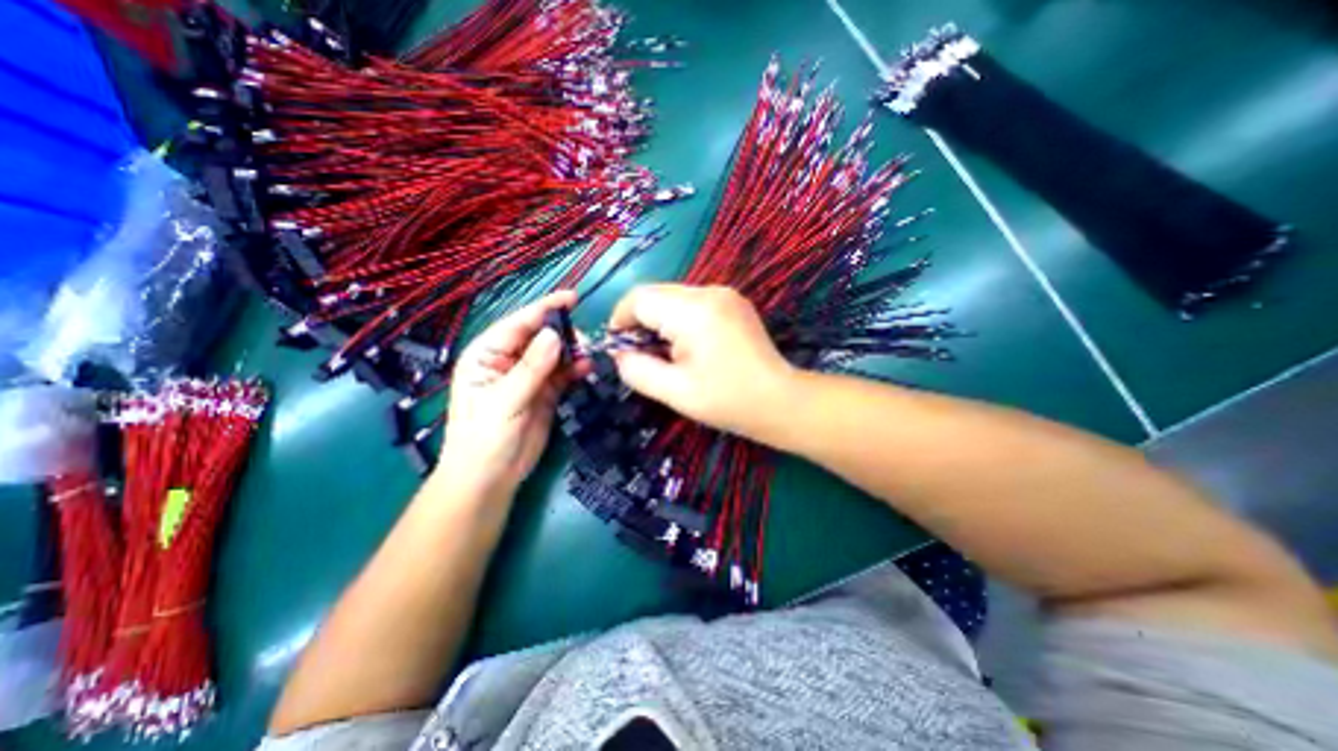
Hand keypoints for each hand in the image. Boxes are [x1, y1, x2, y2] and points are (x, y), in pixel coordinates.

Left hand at [437, 289, 584, 501]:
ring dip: (572, 351)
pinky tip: (587, 368)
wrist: (491, 478)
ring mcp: (529, 376)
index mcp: (487, 354)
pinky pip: (563, 373)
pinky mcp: (546, 392)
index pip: (518, 324)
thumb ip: (531, 368)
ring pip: (555, 353)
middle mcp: (509, 360)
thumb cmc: (484, 438)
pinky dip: (575, 368)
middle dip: (563, 332)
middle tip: (585, 339)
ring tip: (589, 353)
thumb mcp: (504, 401)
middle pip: (540, 336)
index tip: (572, 297)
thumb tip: (554, 335)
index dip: (544, 308)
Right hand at [609, 282, 796, 435]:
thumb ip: (637, 369)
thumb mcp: (674, 392)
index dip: (620, 320)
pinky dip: (679, 319)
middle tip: (642, 354)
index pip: (639, 298)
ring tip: (667, 353)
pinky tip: (688, 345)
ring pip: (673, 296)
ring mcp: (724, 293)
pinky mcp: (733, 301)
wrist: (780, 400)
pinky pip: (692, 301)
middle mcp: (709, 291)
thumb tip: (619, 352)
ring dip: (660, 320)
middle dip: (640, 321)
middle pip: (656, 294)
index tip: (618, 347)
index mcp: (693, 311)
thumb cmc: (727, 401)